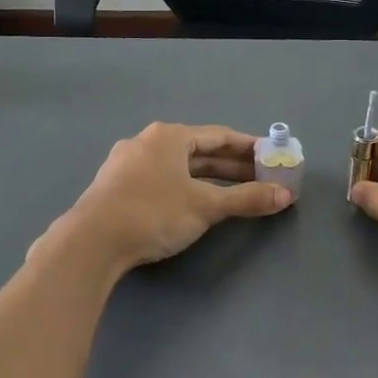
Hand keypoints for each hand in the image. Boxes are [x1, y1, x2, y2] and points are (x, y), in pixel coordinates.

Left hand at [37, 122, 292, 277]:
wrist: (91, 242)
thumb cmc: (154, 213)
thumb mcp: (206, 206)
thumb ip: (247, 198)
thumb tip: (285, 195)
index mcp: (169, 136)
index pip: (219, 136)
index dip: (249, 147)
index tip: (272, 156)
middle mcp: (147, 142)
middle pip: (199, 151)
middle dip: (232, 165)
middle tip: (261, 177)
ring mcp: (127, 164)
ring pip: (179, 167)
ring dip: (209, 178)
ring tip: (236, 192)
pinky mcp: (117, 187)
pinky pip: (161, 180)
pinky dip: (185, 188)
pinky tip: (195, 203)